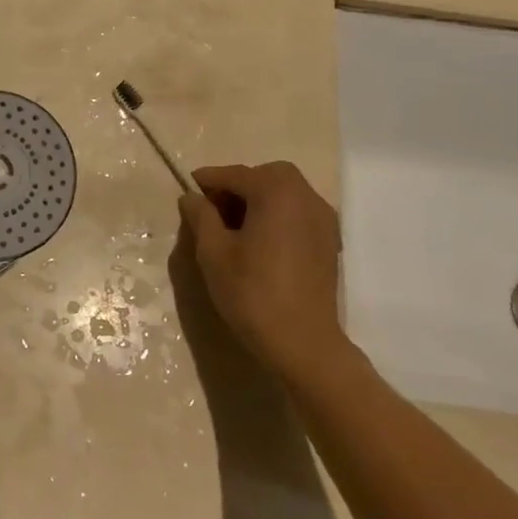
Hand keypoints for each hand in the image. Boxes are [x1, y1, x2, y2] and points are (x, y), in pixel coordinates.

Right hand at [178, 161, 348, 380]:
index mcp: (276, 193)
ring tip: (234, 224)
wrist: (303, 343)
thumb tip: (191, 197)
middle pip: (266, 176)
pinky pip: (299, 212)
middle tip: (213, 206)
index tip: (188, 186)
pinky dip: (278, 213)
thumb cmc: (252, 293)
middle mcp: (305, 197)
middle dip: (238, 184)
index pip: (235, 175)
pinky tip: (260, 239)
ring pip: (286, 193)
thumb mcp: (213, 253)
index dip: (209, 180)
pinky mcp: (329, 241)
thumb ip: (201, 216)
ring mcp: (323, 219)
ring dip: (259, 198)